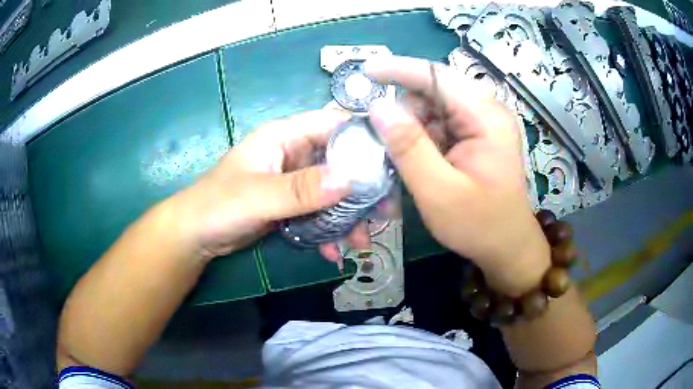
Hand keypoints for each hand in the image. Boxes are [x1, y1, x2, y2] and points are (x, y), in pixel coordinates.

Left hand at [173, 109, 369, 261]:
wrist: (196, 235)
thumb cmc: (218, 204)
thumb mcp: (258, 195)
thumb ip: (300, 188)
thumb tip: (349, 180)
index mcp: (285, 136)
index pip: (333, 124)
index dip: (364, 136)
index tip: (392, 161)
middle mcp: (294, 153)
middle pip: (340, 161)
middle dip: (363, 188)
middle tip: (385, 213)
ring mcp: (294, 181)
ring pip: (333, 191)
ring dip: (349, 216)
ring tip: (362, 242)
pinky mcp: (291, 204)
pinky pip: (319, 212)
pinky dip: (329, 231)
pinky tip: (334, 252)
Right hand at [366, 56, 549, 295]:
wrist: (506, 247)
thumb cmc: (479, 225)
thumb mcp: (439, 191)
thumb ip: (409, 148)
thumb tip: (377, 107)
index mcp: (486, 118)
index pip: (438, 77)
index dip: (399, 70)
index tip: (365, 72)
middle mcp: (486, 112)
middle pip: (434, 90)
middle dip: (403, 108)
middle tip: (381, 138)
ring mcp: (481, 124)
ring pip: (433, 108)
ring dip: (410, 126)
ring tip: (397, 156)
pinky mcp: (474, 137)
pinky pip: (439, 124)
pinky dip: (419, 137)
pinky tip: (413, 160)